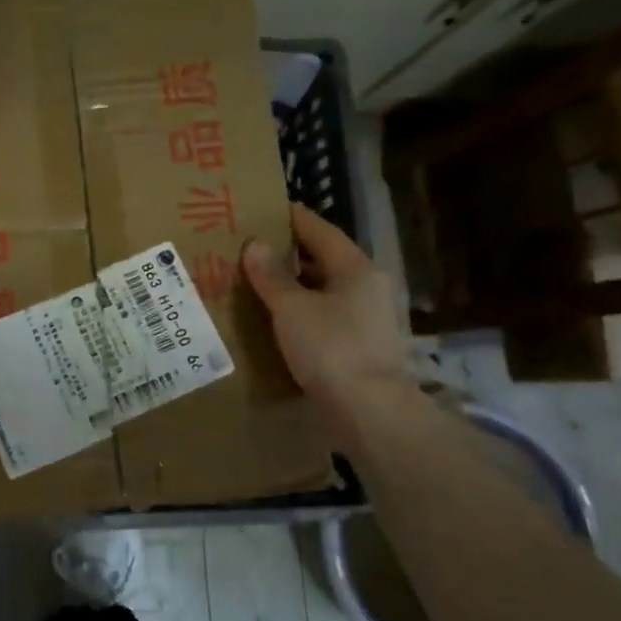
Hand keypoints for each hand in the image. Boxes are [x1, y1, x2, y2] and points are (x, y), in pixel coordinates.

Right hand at [241, 203, 410, 444]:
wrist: (370, 411)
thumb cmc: (331, 349)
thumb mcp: (292, 308)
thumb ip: (271, 275)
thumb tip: (255, 244)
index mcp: (355, 268)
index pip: (320, 230)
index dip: (292, 218)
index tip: (264, 209)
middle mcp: (366, 286)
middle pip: (323, 259)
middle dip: (288, 253)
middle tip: (250, 247)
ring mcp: (367, 318)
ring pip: (323, 289)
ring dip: (293, 284)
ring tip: (256, 281)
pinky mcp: (360, 345)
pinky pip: (324, 315)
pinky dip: (301, 310)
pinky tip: (276, 318)